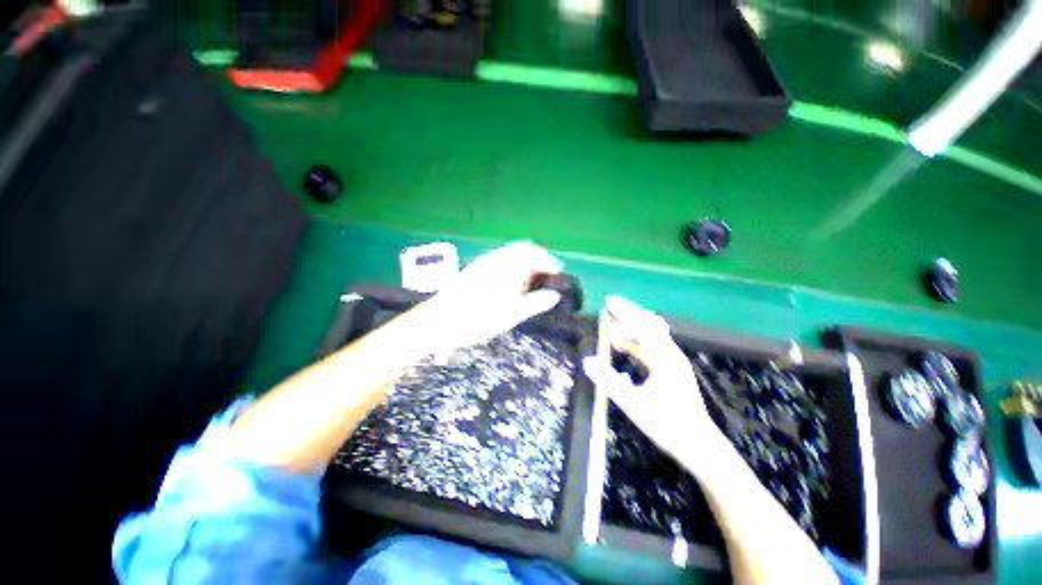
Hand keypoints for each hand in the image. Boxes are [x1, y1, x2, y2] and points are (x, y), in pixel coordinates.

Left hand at [421, 242, 563, 351]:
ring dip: (524, 263)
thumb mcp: (511, 315)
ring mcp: (484, 262)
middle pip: (522, 249)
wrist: (439, 321)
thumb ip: (535, 303)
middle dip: (537, 260)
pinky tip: (511, 284)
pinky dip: (511, 267)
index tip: (557, 274)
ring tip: (531, 283)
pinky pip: (500, 260)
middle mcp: (496, 259)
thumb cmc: (478, 319)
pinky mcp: (475, 269)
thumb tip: (555, 295)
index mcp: (507, 266)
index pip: (533, 252)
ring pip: (510, 254)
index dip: (548, 261)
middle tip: (546, 277)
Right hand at [583, 296, 726, 471]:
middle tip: (608, 307)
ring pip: (649, 336)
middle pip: (647, 325)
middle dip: (627, 314)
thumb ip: (609, 382)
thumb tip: (587, 361)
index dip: (623, 312)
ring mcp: (673, 362)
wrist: (701, 447)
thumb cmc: (669, 426)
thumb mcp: (634, 404)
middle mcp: (671, 354)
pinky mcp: (671, 370)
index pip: (642, 326)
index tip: (607, 302)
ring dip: (630, 329)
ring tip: (609, 328)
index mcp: (665, 358)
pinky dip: (635, 342)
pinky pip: (650, 347)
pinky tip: (622, 346)